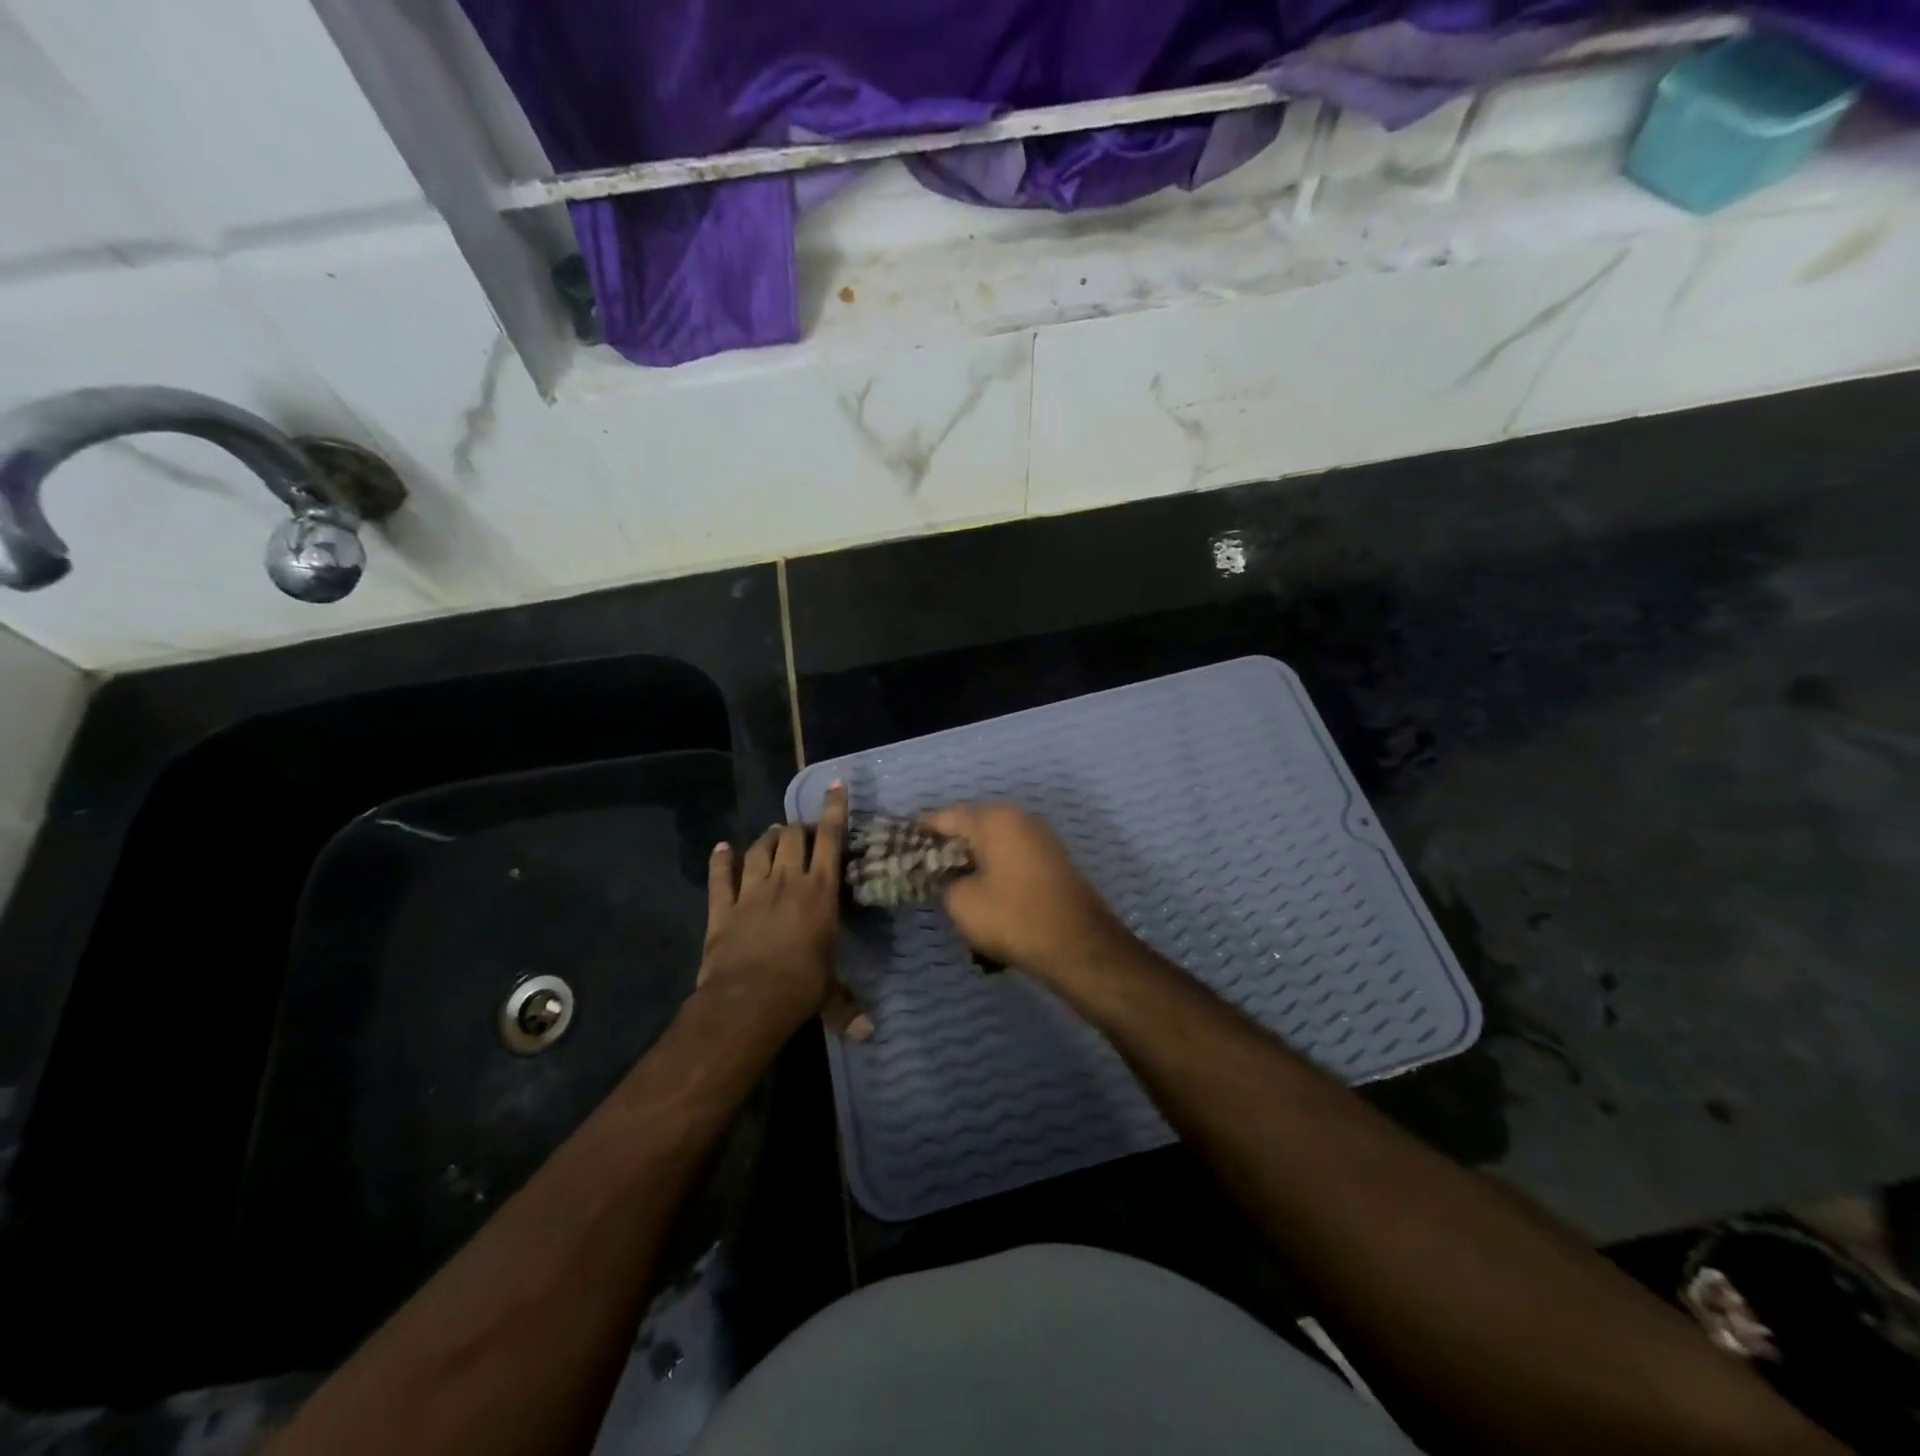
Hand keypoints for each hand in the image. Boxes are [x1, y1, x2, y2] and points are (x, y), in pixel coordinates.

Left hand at [699, 783, 870, 1040]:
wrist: (747, 1001)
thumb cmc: (800, 989)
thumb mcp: (829, 994)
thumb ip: (847, 1006)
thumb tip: (868, 1034)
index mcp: (819, 892)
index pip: (830, 840)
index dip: (834, 810)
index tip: (835, 785)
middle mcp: (786, 881)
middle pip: (792, 838)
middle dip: (799, 828)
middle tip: (804, 830)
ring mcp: (751, 891)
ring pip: (759, 849)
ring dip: (767, 838)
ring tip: (773, 834)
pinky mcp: (722, 907)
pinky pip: (720, 876)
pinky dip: (721, 860)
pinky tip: (722, 848)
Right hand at [918, 802, 1131, 985]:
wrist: (1079, 946)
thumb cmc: (1013, 917)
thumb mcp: (961, 901)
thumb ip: (943, 880)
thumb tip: (946, 875)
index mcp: (994, 818)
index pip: (944, 816)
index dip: (919, 832)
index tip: (900, 848)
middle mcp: (1018, 818)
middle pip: (970, 826)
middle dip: (946, 848)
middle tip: (923, 872)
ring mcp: (1039, 838)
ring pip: (992, 845)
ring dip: (971, 863)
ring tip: (951, 889)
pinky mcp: (1052, 861)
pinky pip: (1011, 859)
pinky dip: (993, 872)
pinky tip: (982, 896)